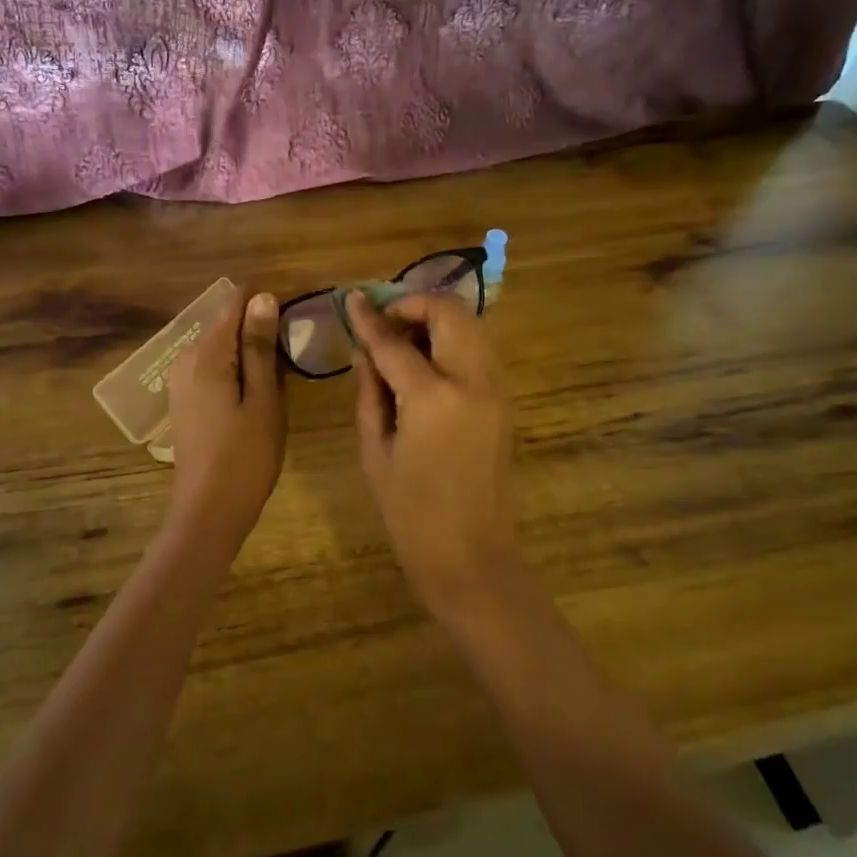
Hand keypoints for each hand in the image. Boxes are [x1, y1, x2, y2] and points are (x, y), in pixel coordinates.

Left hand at [164, 291, 285, 552]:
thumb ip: (259, 347)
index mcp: (206, 354)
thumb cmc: (245, 456)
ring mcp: (180, 380)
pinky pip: (211, 368)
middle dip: (258, 328)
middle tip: (293, 354)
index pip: (234, 303)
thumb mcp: (263, 399)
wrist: (207, 511)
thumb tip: (262, 297)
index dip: (265, 303)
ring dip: (248, 351)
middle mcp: (185, 359)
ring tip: (280, 374)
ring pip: (219, 347)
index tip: (294, 320)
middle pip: (225, 323)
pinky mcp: (183, 400)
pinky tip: (255, 393)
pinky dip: (234, 369)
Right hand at [348, 291, 514, 613]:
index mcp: (432, 397)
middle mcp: (472, 382)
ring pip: (471, 326)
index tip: (352, 300)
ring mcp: (495, 390)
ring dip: (436, 320)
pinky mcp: (504, 402)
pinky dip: (451, 342)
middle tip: (384, 322)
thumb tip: (366, 350)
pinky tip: (425, 365)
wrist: (469, 555)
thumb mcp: (374, 449)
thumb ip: (370, 391)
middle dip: (414, 305)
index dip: (369, 318)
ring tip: (402, 342)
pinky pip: (478, 352)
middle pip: (450, 313)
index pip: (394, 341)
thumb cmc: (409, 512)